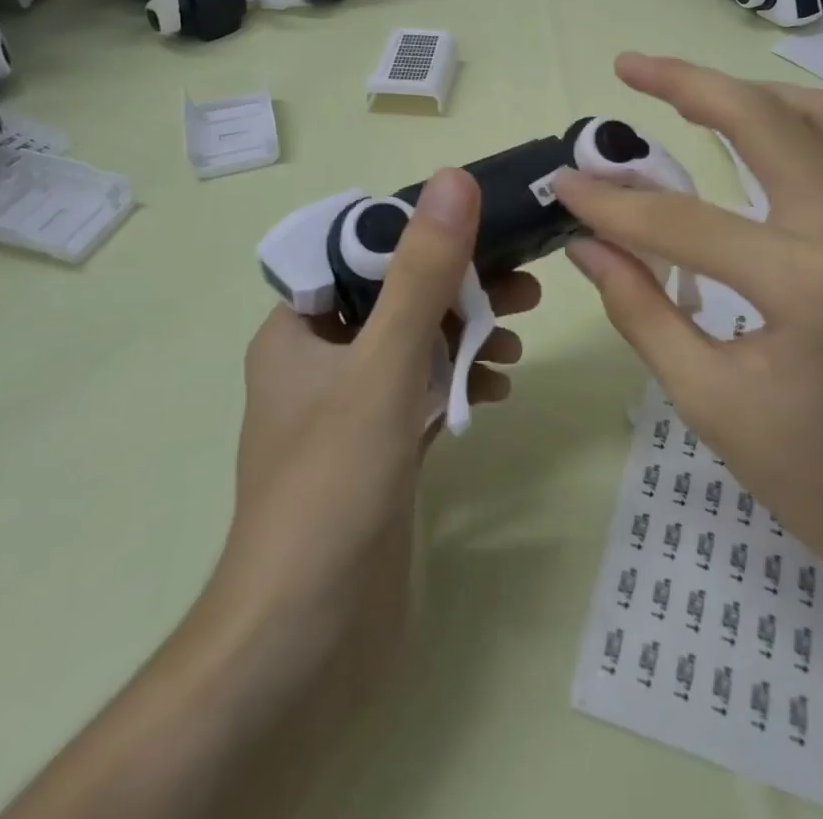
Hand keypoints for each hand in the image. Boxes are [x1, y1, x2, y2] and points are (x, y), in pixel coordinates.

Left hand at [212, 169, 534, 697]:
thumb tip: (455, 181)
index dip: (424, 236)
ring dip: (466, 337)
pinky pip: (422, 392)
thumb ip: (423, 273)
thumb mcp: (385, 364)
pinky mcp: (376, 449)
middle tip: (524, 293)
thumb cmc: (333, 486)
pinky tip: (494, 391)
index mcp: (298, 329)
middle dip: (461, 292)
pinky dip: (457, 382)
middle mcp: (318, 360)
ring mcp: (348, 408)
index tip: (486, 236)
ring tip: (513, 350)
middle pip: (398, 298)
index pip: (363, 252)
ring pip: (416, 346)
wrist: (303, 641)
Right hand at [556, 54, 822, 611]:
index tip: (563, 181)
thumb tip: (586, 244)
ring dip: (746, 93)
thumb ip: (640, 309)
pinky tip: (758, 130)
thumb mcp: (708, 399)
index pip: (684, 221)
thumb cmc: (816, 477)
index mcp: (810, 284)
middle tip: (629, 66)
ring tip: (688, 93)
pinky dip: (795, 119)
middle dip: (687, 83)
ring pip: (815, 114)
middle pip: (762, 120)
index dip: (612, 202)